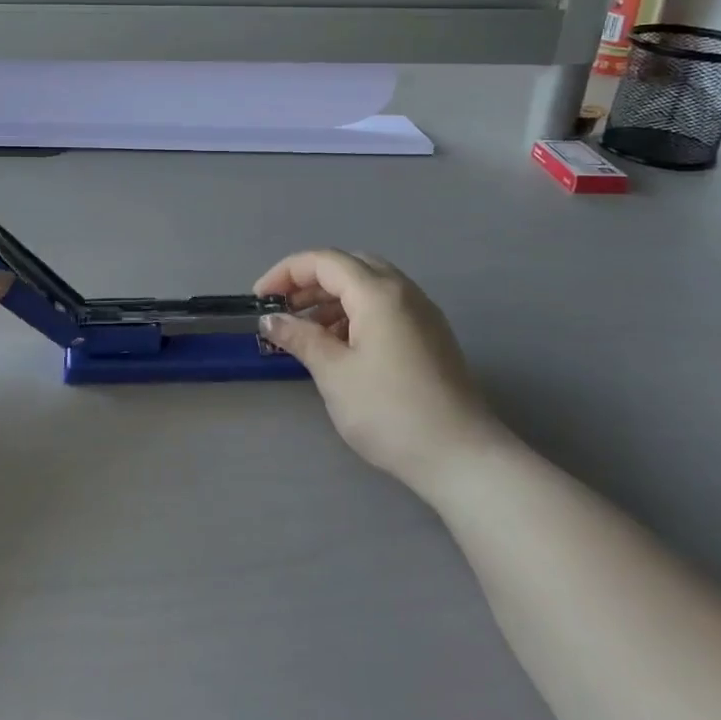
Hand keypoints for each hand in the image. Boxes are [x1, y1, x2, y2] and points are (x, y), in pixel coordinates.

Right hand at [254, 250, 502, 499]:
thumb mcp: (334, 373)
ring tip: (305, 330)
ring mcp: (422, 314)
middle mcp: (404, 292)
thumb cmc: (389, 411)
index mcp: (378, 293)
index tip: (259, 299)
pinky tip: (340, 345)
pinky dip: (355, 313)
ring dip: (333, 298)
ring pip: (369, 286)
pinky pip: (385, 307)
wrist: (461, 457)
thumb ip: (300, 337)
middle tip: (283, 309)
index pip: (324, 262)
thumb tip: (271, 319)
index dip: (286, 273)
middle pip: (349, 266)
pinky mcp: (431, 336)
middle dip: (310, 281)